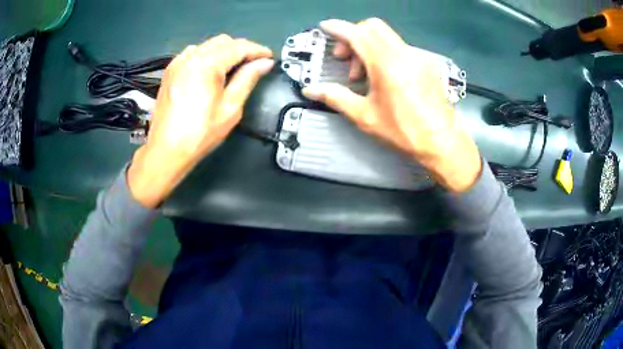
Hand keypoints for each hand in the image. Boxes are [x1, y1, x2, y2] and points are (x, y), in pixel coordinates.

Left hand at [128, 35, 273, 207]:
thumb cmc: (200, 134)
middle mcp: (191, 57)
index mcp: (207, 65)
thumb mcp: (230, 108)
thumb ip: (248, 79)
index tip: (269, 57)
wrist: (166, 150)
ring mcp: (178, 62)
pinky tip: (211, 70)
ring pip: (208, 45)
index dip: (257, 50)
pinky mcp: (171, 71)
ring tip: (233, 68)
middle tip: (253, 64)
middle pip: (223, 41)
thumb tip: (264, 63)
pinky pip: (194, 52)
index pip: (239, 47)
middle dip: (242, 49)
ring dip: (225, 51)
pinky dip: (208, 55)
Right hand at [302, 19, 481, 191]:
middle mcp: (403, 54)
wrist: (442, 143)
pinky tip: (384, 78)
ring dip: (369, 47)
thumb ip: (335, 97)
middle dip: (354, 36)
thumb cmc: (403, 131)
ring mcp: (418, 58)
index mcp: (386, 63)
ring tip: (364, 76)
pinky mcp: (427, 65)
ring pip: (387, 37)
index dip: (338, 28)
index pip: (357, 33)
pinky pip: (400, 48)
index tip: (325, 28)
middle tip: (346, 59)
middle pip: (373, 27)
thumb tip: (310, 90)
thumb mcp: (365, 116)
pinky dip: (385, 53)